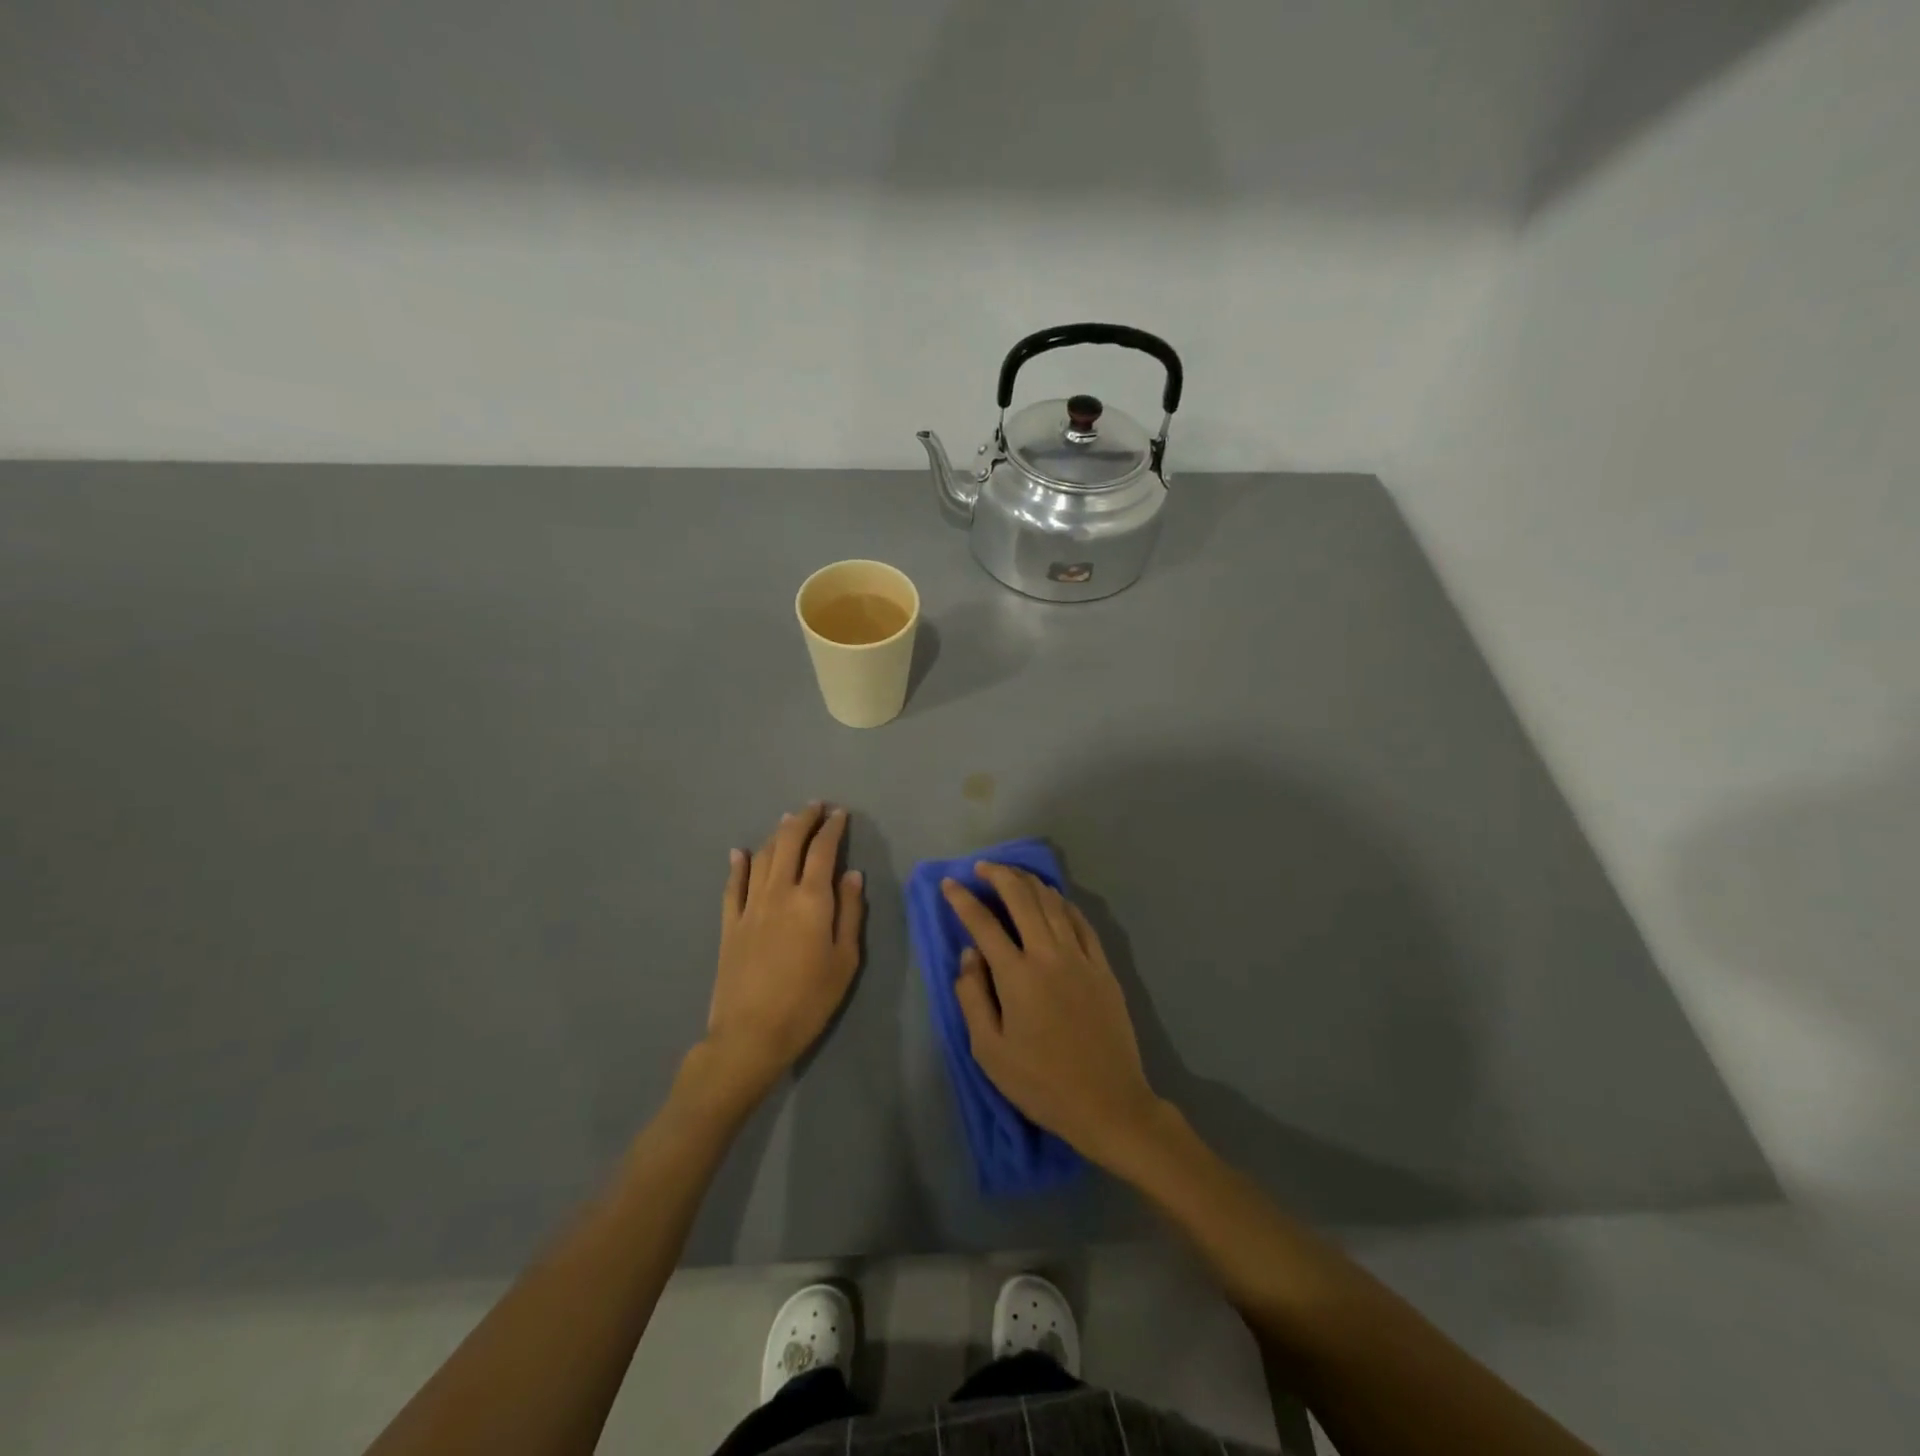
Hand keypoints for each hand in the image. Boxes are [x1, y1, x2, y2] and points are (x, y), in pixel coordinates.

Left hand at [704, 803, 865, 1098]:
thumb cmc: (809, 1000)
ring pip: (762, 857)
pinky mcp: (730, 924)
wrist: (751, 1034)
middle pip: (789, 843)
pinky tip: (738, 853)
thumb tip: (852, 875)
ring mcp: (750, 906)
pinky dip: (737, 865)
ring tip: (787, 823)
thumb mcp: (844, 960)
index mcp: (812, 899)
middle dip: (803, 820)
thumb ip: (850, 913)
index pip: (823, 850)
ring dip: (776, 835)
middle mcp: (779, 892)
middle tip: (815, 806)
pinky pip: (733, 886)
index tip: (840, 813)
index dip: (832, 828)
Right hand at [943, 864, 1163, 1166]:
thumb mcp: (989, 1051)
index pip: (983, 924)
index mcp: (1017, 976)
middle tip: (982, 867)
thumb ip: (972, 997)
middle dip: (999, 876)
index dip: (963, 900)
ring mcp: (1081, 957)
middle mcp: (1049, 955)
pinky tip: (1054, 898)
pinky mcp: (1103, 967)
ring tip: (1013, 874)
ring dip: (1030, 883)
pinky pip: (1081, 921)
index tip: (949, 884)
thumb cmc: (1041, 1083)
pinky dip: (1063, 903)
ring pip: (1053, 903)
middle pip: (1022, 899)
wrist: (1108, 1103)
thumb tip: (969, 955)